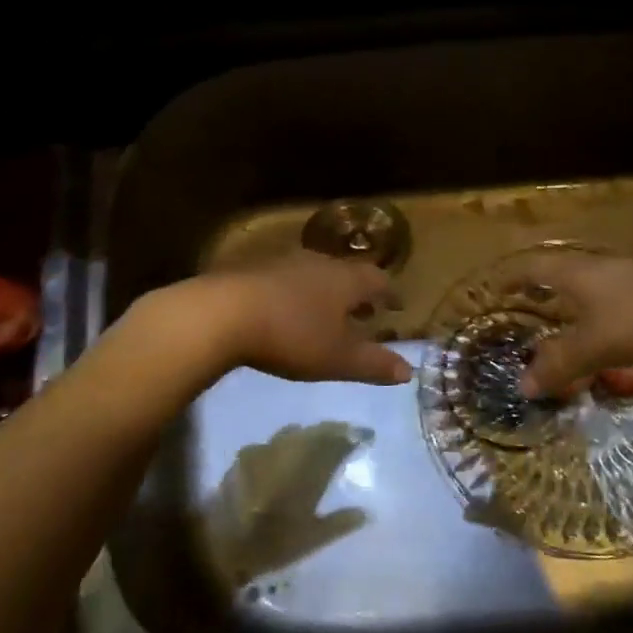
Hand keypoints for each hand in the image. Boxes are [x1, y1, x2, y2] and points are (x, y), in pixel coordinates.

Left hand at [200, 252, 411, 385]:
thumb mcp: (338, 358)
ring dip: (325, 292)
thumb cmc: (292, 336)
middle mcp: (318, 263)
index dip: (390, 294)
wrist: (223, 314)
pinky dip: (296, 294)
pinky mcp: (251, 270)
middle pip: (346, 273)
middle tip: (365, 310)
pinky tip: (286, 312)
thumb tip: (409, 370)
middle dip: (358, 293)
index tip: (397, 306)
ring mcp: (282, 263)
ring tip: (326, 313)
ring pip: (314, 274)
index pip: (378, 279)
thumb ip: (374, 364)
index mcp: (345, 279)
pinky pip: (285, 280)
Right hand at [507, 254, 632, 398]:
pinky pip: (616, 297)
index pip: (532, 267)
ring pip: (591, 284)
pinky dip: (601, 312)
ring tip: (565, 321)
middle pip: (562, 271)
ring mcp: (631, 274)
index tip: (496, 288)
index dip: (511, 277)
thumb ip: (556, 366)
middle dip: (542, 287)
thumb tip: (522, 386)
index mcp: (576, 273)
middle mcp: (600, 266)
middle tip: (527, 303)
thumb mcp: (591, 348)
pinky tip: (610, 331)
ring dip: (574, 300)